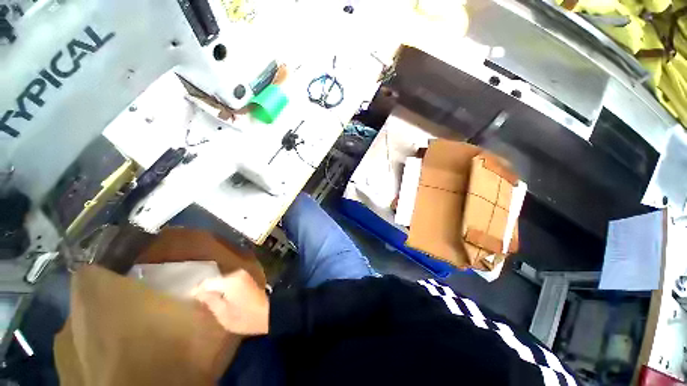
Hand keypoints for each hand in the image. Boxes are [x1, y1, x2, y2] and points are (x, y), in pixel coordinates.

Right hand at [192, 269, 268, 335]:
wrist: (268, 313)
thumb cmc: (246, 317)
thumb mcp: (224, 314)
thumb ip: (210, 301)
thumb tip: (197, 293)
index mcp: (230, 282)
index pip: (207, 282)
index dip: (196, 291)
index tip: (187, 299)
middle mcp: (236, 274)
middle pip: (214, 280)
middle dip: (205, 289)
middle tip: (195, 301)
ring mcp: (243, 275)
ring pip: (222, 280)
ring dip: (214, 288)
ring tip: (204, 301)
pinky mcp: (246, 278)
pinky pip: (229, 281)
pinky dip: (223, 288)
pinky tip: (218, 297)